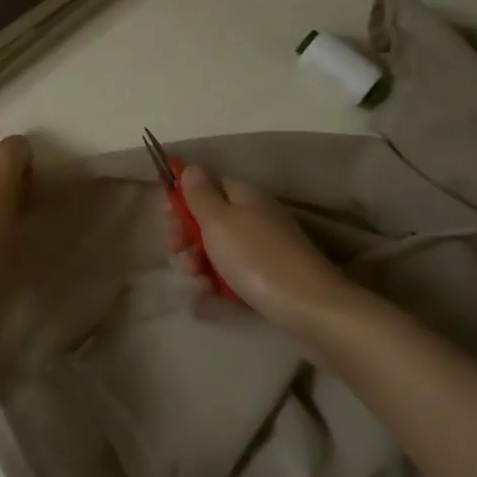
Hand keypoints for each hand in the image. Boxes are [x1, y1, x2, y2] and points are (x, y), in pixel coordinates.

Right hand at [177, 165, 346, 326]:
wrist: (310, 309)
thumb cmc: (256, 258)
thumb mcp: (219, 221)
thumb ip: (200, 194)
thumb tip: (191, 167)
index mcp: (245, 195)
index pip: (208, 184)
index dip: (184, 198)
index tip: (167, 218)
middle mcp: (256, 215)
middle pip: (212, 218)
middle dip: (188, 236)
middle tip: (178, 252)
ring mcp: (265, 248)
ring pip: (221, 248)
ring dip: (201, 262)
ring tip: (198, 280)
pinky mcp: (270, 277)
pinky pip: (236, 272)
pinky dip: (220, 282)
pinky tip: (210, 295)